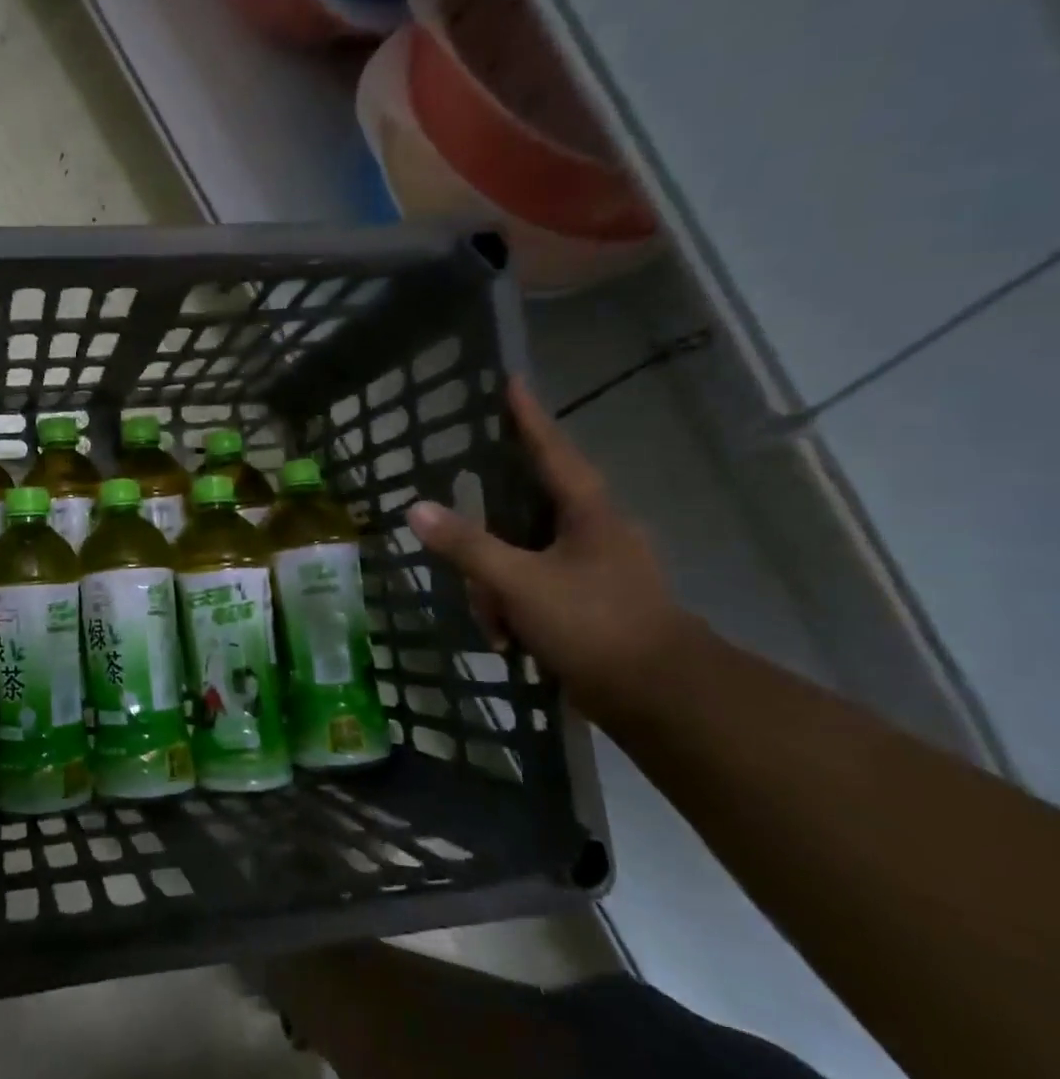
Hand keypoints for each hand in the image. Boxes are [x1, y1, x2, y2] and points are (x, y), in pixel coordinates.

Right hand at [407, 379, 694, 722]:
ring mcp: (595, 568)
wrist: (661, 696)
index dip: (527, 417)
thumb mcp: (519, 583)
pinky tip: (508, 639)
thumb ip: (466, 546)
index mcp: (588, 513)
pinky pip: (535, 588)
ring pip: (524, 558)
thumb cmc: (594, 623)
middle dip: (489, 551)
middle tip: (474, 579)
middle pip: (523, 515)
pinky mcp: (591, 601)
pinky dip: (516, 609)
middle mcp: (594, 531)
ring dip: (499, 590)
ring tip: (496, 627)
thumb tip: (416, 508)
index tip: (511, 381)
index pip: (551, 450)